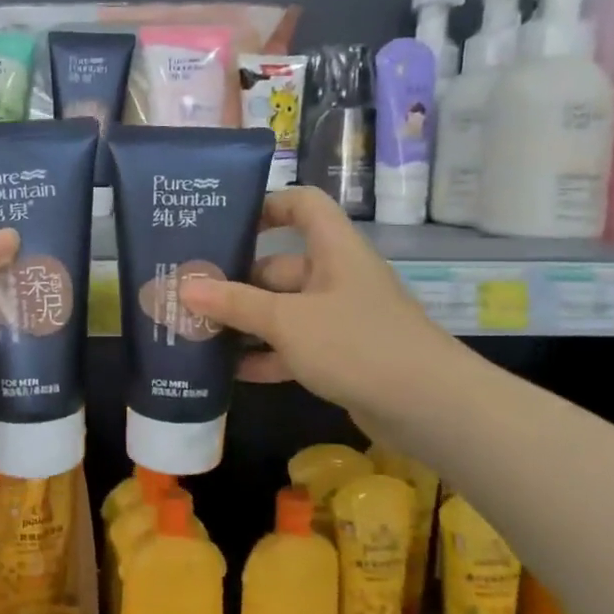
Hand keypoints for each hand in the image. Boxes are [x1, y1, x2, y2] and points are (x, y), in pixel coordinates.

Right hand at [178, 186, 457, 424]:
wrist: (430, 408)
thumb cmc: (356, 344)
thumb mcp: (287, 321)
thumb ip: (234, 304)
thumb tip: (183, 286)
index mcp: (334, 250)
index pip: (303, 204)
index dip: (267, 205)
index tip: (226, 224)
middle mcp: (337, 277)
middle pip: (280, 267)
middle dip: (236, 282)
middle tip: (189, 295)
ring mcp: (341, 318)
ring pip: (283, 311)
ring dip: (246, 322)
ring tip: (197, 333)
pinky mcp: (342, 356)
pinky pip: (295, 346)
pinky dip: (266, 355)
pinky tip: (230, 371)